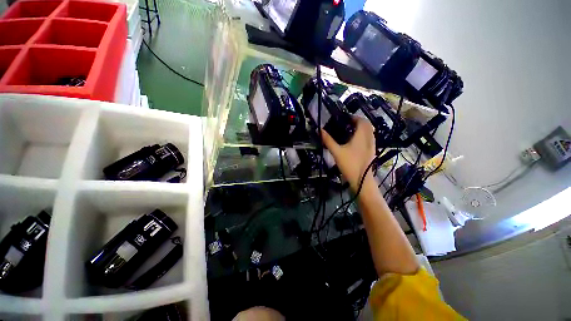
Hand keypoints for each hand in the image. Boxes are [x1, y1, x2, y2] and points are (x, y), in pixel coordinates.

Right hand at [321, 117, 375, 191]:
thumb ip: (328, 140)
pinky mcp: (371, 151)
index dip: (354, 117)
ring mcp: (372, 145)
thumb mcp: (336, 152)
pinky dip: (364, 135)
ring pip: (369, 132)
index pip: (361, 121)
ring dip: (362, 128)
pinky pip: (369, 138)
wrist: (361, 180)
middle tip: (347, 124)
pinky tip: (355, 142)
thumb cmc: (349, 164)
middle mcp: (369, 138)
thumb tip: (320, 131)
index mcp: (361, 136)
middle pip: (367, 125)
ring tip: (350, 131)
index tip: (345, 118)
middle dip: (358, 122)